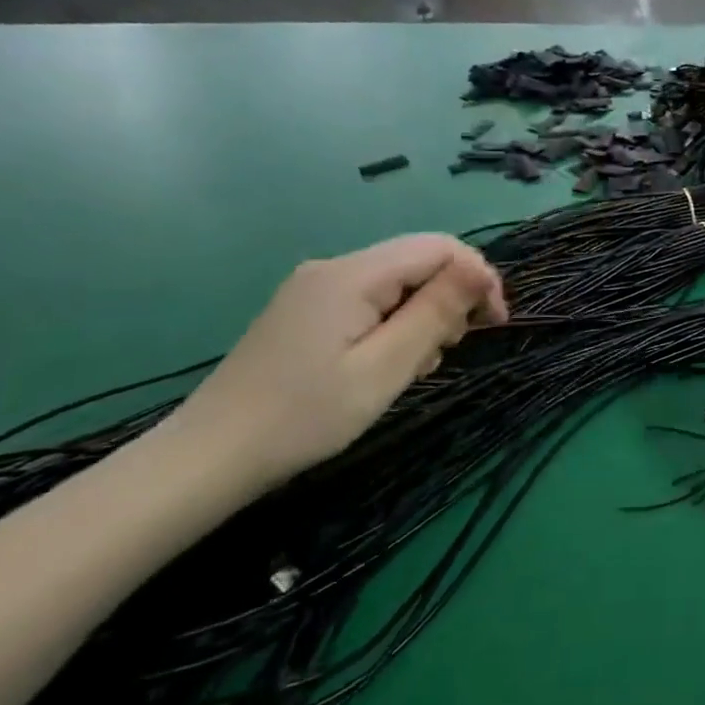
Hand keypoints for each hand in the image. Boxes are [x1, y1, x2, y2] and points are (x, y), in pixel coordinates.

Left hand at [160, 236, 507, 492]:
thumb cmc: (306, 415)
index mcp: (353, 275)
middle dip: (450, 299)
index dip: (477, 276)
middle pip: (419, 262)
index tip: (494, 324)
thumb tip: (479, 267)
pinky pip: (371, 300)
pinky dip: (394, 324)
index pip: (439, 247)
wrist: (209, 457)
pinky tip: (386, 363)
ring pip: (398, 283)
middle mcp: (333, 268)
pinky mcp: (306, 311)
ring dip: (423, 316)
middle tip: (448, 352)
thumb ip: (435, 311)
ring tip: (415, 366)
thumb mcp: (385, 367)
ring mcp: (315, 288)